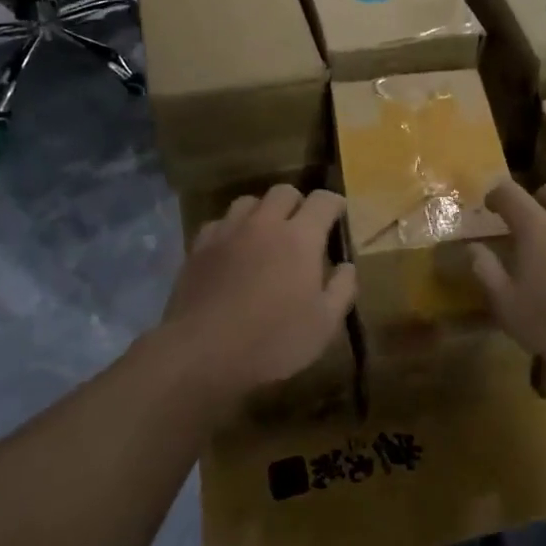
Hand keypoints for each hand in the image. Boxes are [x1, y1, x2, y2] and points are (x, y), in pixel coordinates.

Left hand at [159, 186, 356, 404]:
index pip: (323, 201)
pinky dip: (232, 229)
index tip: (338, 214)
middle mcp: (264, 224)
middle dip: (298, 203)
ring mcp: (228, 232)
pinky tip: (233, 251)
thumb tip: (346, 266)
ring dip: (263, 212)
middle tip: (303, 227)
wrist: (202, 353)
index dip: (334, 203)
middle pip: (284, 192)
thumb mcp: (324, 325)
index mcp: (300, 238)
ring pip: (249, 202)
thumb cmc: (273, 341)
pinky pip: (220, 223)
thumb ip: (342, 290)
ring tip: (266, 235)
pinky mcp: (199, 247)